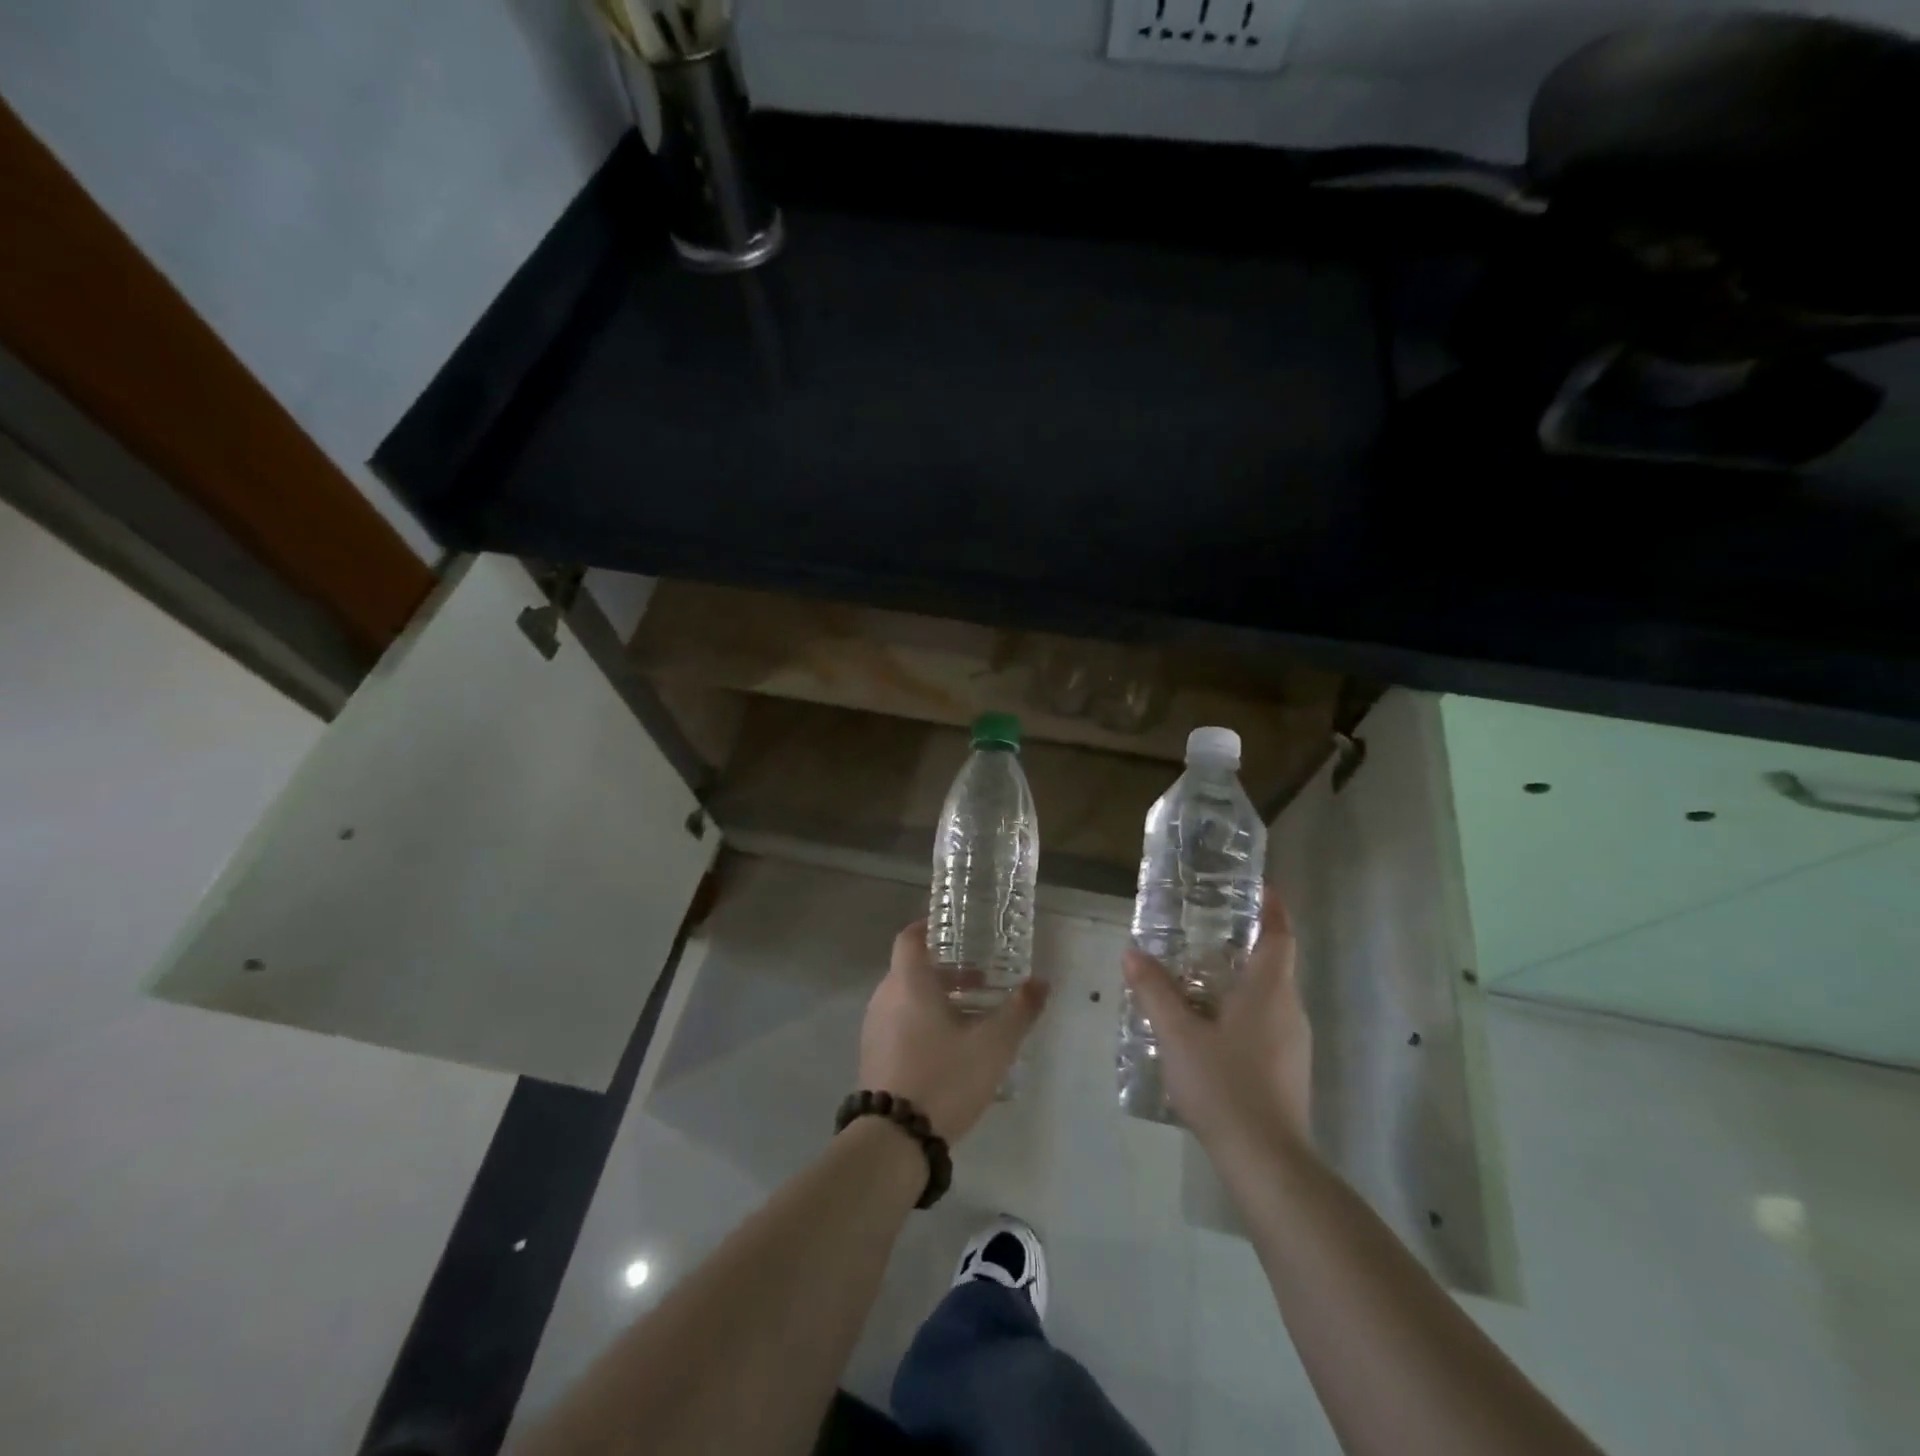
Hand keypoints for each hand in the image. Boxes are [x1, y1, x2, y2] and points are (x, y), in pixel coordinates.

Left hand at [859, 921, 1049, 1142]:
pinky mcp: (873, 1055)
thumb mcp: (994, 1044)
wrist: (893, 1139)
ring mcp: (875, 1027)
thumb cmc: (944, 1077)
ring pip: (906, 998)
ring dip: (936, 999)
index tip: (956, 932)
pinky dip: (922, 1022)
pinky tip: (950, 1048)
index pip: (910, 938)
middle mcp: (885, 997)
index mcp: (908, 982)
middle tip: (981, 981)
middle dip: (946, 971)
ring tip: (972, 1017)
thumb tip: (1041, 982)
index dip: (930, 928)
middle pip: (913, 969)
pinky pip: (899, 1023)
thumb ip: (1020, 1010)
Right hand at [1122, 886, 1311, 1159]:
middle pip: (1275, 964)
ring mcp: (1293, 1043)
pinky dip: (1242, 1010)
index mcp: (1269, 991)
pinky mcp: (1288, 1070)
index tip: (1260, 888)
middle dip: (1246, 943)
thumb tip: (1133, 953)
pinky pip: (1267, 1023)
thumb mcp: (1177, 1034)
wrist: (1267, 1161)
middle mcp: (1289, 1010)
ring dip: (1241, 979)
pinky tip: (1209, 1026)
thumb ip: (1154, 991)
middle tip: (1207, 930)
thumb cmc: (1224, 1085)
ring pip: (1270, 996)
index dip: (1273, 909)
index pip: (1280, 936)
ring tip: (1199, 975)